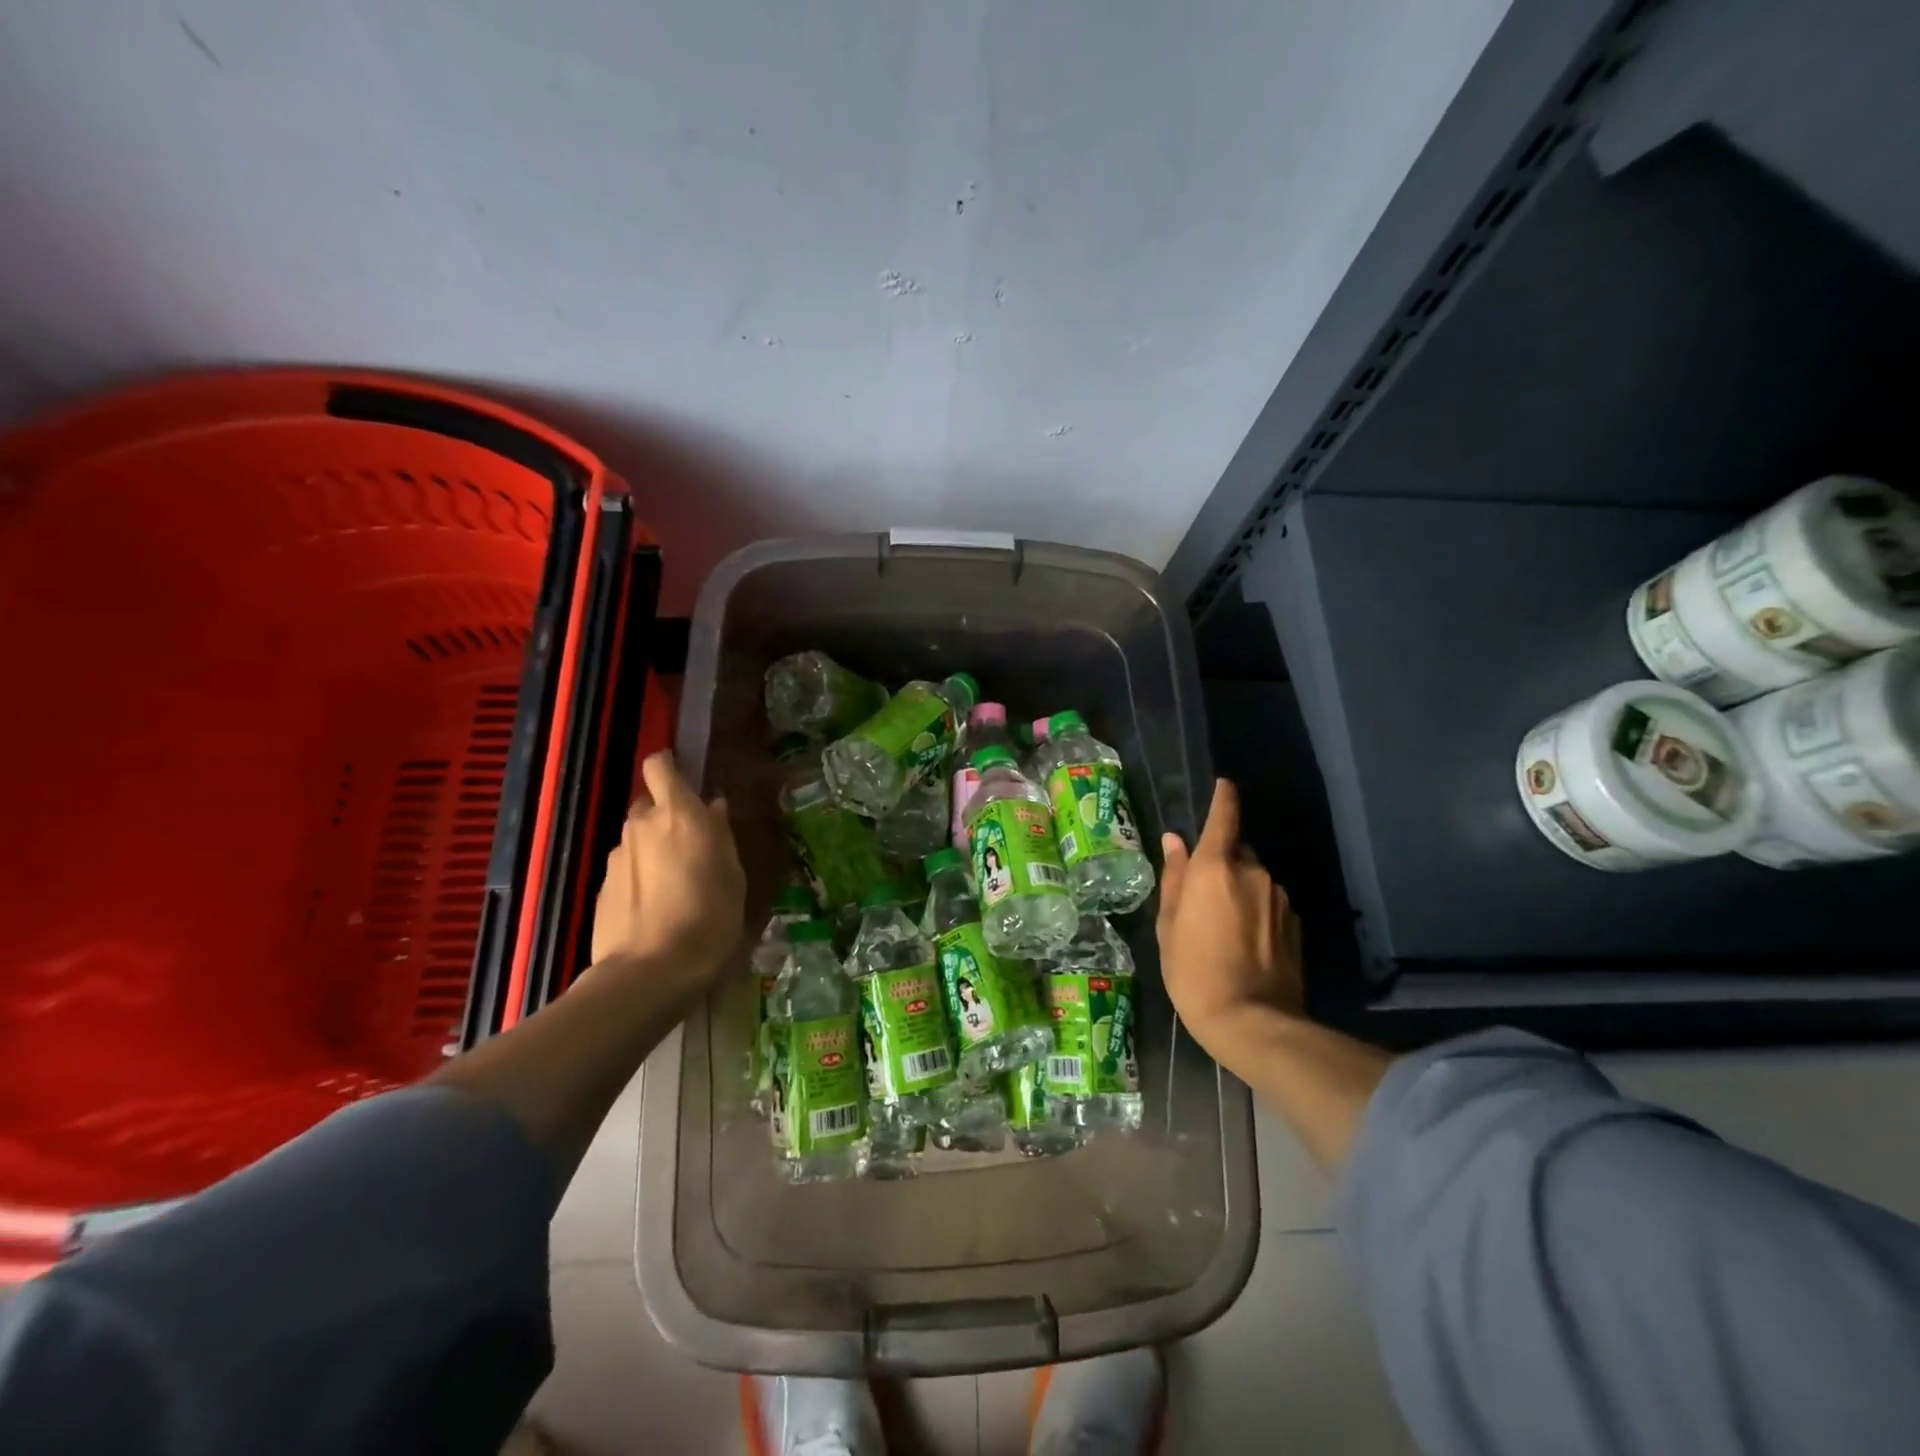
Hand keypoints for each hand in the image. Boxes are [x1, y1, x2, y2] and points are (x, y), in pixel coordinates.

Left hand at [590, 751, 745, 994]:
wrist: (649, 972)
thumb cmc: (709, 918)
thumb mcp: (733, 876)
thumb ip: (720, 836)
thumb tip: (713, 808)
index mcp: (679, 815)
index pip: (659, 766)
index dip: (668, 765)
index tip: (684, 779)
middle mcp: (641, 826)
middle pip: (648, 804)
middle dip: (666, 816)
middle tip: (690, 846)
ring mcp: (616, 856)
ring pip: (637, 838)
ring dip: (653, 849)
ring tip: (675, 885)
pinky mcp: (601, 887)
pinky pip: (626, 868)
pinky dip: (640, 877)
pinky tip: (655, 908)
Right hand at [1157, 779, 1303, 1056]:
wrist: (1252, 1021)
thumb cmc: (1193, 970)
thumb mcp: (1169, 925)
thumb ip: (1175, 878)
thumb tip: (1175, 842)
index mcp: (1216, 867)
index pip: (1224, 817)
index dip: (1223, 798)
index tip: (1223, 785)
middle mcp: (1253, 873)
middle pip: (1237, 852)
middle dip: (1221, 861)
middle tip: (1201, 893)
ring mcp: (1279, 898)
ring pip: (1254, 879)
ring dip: (1239, 889)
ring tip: (1220, 924)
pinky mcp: (1295, 924)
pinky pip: (1269, 903)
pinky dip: (1256, 911)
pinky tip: (1243, 941)